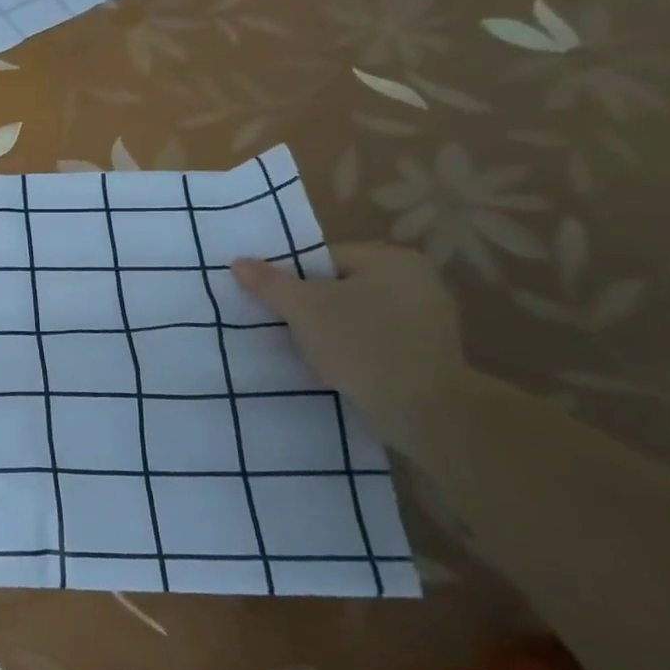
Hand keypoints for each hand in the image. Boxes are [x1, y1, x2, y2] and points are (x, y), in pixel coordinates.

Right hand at [232, 243, 469, 448]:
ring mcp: (430, 316)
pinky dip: (356, 347)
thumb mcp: (302, 309)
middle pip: (341, 285)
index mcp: (392, 259)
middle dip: (313, 305)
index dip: (294, 280)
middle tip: (289, 328)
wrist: (424, 410)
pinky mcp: (431, 350)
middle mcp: (418, 279)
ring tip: (311, 350)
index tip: (278, 306)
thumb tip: (239, 262)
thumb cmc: (360, 345)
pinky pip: (378, 337)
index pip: (324, 258)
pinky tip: (341, 366)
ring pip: (359, 313)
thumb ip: (269, 283)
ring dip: (333, 328)